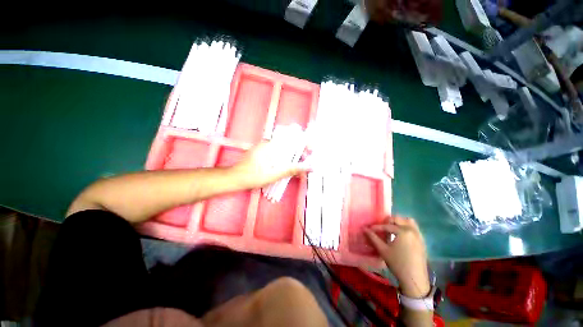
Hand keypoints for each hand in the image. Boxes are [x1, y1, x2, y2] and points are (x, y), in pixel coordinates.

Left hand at [229, 142, 309, 188]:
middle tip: (306, 162)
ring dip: (293, 156)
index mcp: (270, 145)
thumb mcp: (274, 174)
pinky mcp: (263, 153)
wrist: (234, 178)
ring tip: (300, 165)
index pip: (291, 139)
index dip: (303, 144)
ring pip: (284, 148)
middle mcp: (268, 143)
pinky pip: (278, 152)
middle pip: (289, 143)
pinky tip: (288, 166)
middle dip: (300, 152)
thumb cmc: (252, 177)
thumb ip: (292, 169)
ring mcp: (265, 147)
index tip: (311, 151)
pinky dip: (285, 158)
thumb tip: (308, 167)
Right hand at [364, 216, 429, 297]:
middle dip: (388, 222)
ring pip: (408, 222)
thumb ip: (373, 237)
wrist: (415, 280)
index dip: (376, 227)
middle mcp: (412, 230)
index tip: (369, 229)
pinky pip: (414, 228)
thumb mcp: (383, 250)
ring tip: (392, 230)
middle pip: (398, 219)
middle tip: (381, 228)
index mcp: (403, 231)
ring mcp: (419, 235)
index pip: (387, 226)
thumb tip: (364, 229)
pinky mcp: (422, 241)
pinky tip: (400, 236)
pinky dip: (406, 228)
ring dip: (399, 223)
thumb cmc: (398, 264)